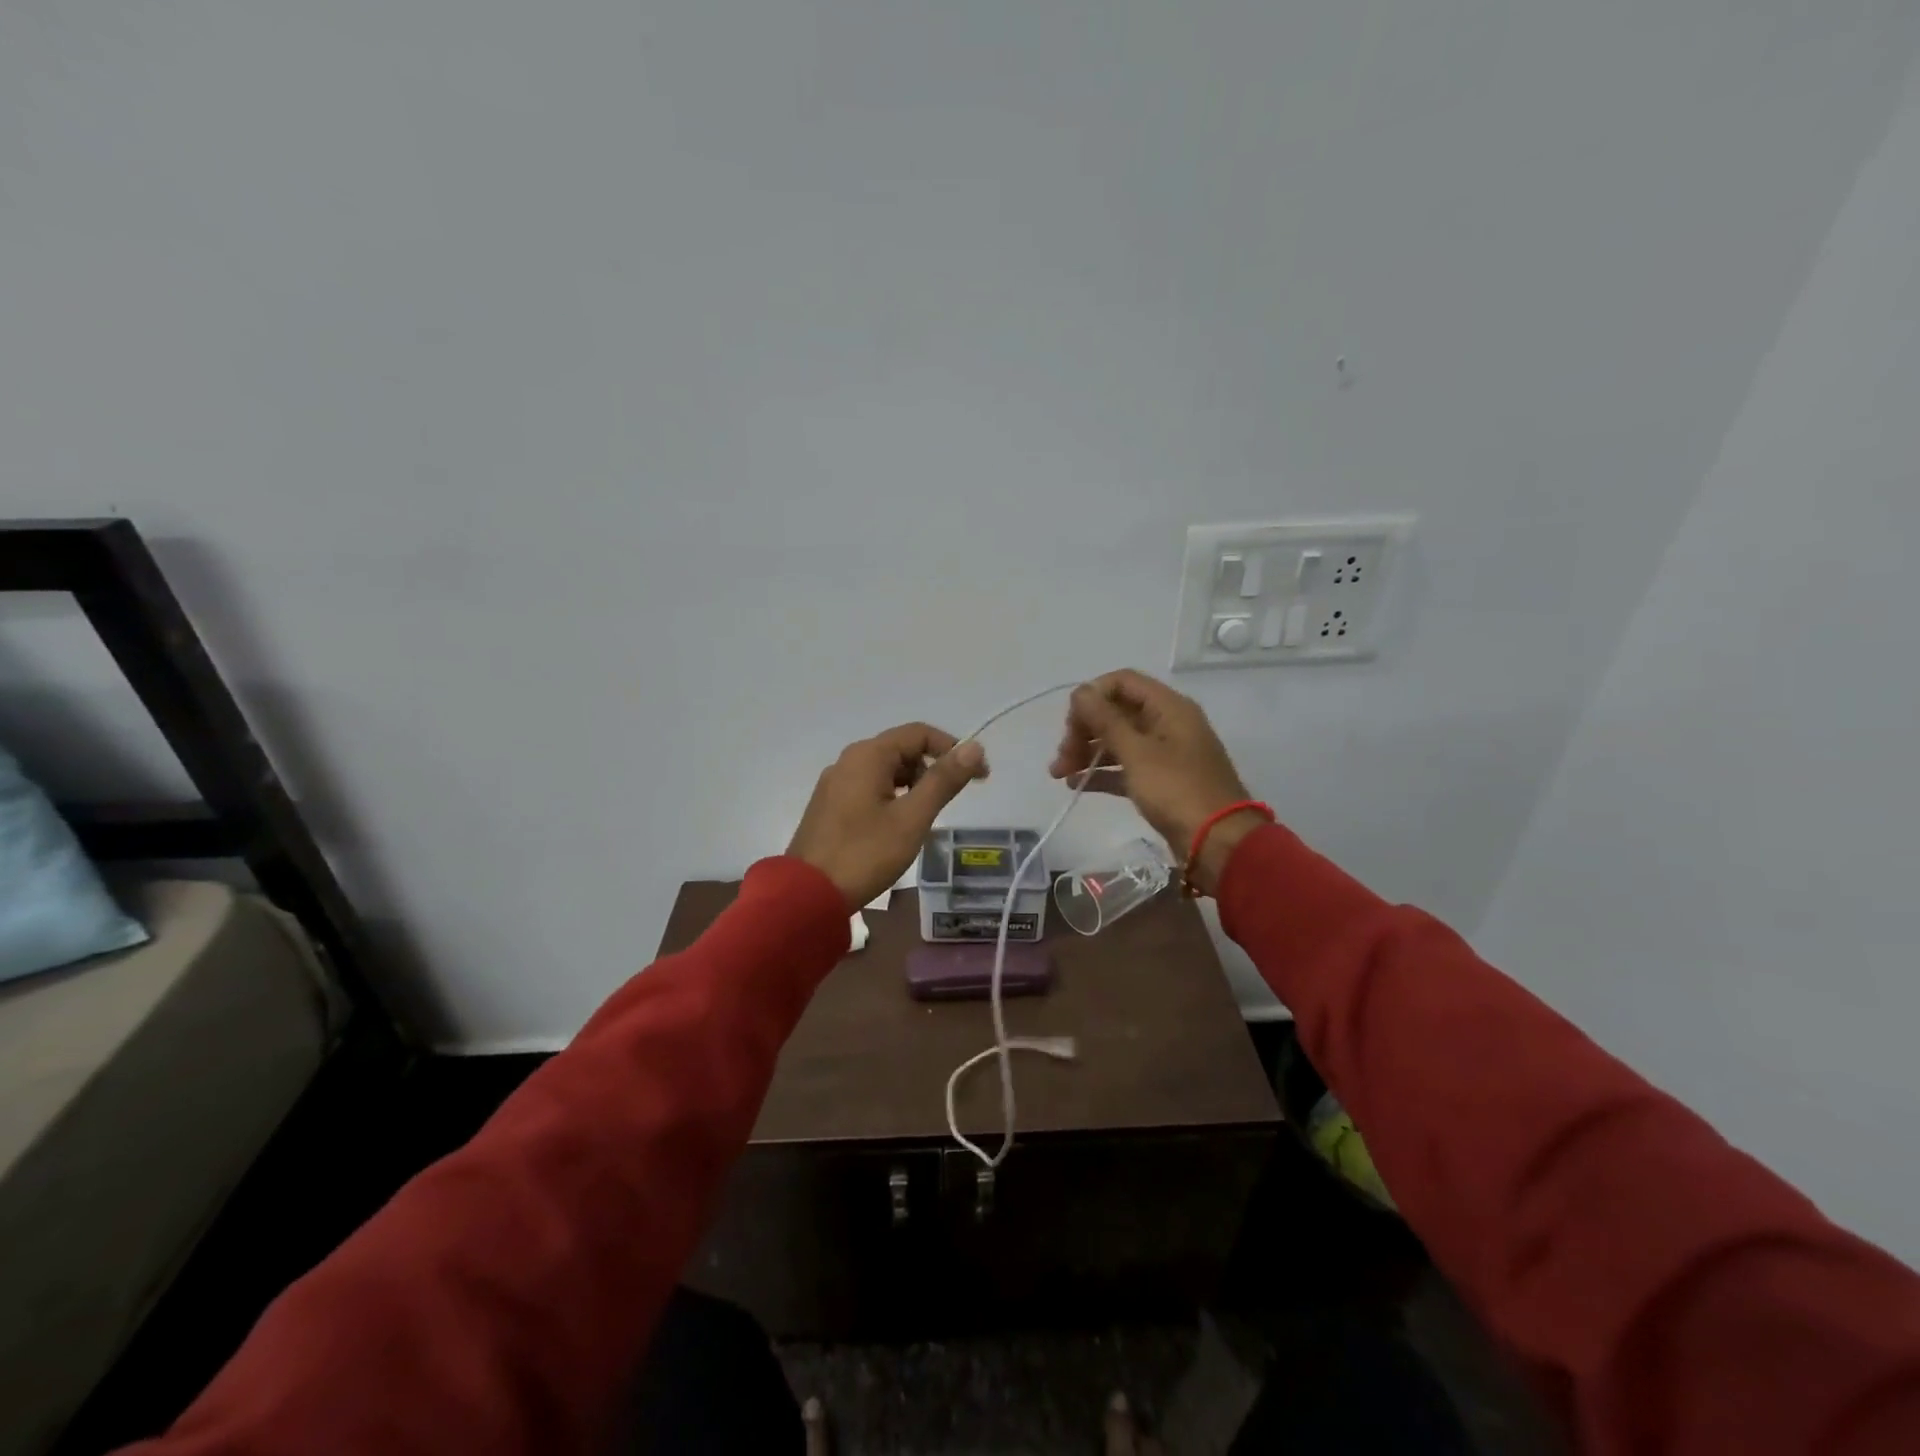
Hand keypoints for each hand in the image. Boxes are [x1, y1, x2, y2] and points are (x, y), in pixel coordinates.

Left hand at [788, 723, 988, 907]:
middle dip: (933, 767)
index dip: (953, 749)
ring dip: (913, 784)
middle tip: (954, 799)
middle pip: (901, 749)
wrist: (807, 895)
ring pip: (885, 770)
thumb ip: (943, 780)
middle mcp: (849, 760)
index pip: (920, 733)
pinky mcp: (829, 805)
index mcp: (868, 755)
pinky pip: (869, 787)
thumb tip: (974, 747)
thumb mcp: (912, 818)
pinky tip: (899, 824)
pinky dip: (892, 796)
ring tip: (927, 815)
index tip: (978, 777)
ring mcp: (835, 783)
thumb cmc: (865, 854)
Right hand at [1048, 669, 1263, 895]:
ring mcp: (1165, 753)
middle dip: (1084, 730)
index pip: (1122, 682)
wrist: (1218, 842)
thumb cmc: (1177, 790)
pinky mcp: (1161, 781)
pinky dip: (1102, 773)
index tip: (1070, 723)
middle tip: (1062, 757)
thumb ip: (1105, 720)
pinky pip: (1126, 767)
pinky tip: (1077, 784)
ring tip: (1060, 774)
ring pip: (1118, 741)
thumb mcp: (1137, 752)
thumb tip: (1080, 691)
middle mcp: (1167, 723)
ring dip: (1088, 752)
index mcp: (1168, 707)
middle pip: (1116, 712)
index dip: (1092, 696)